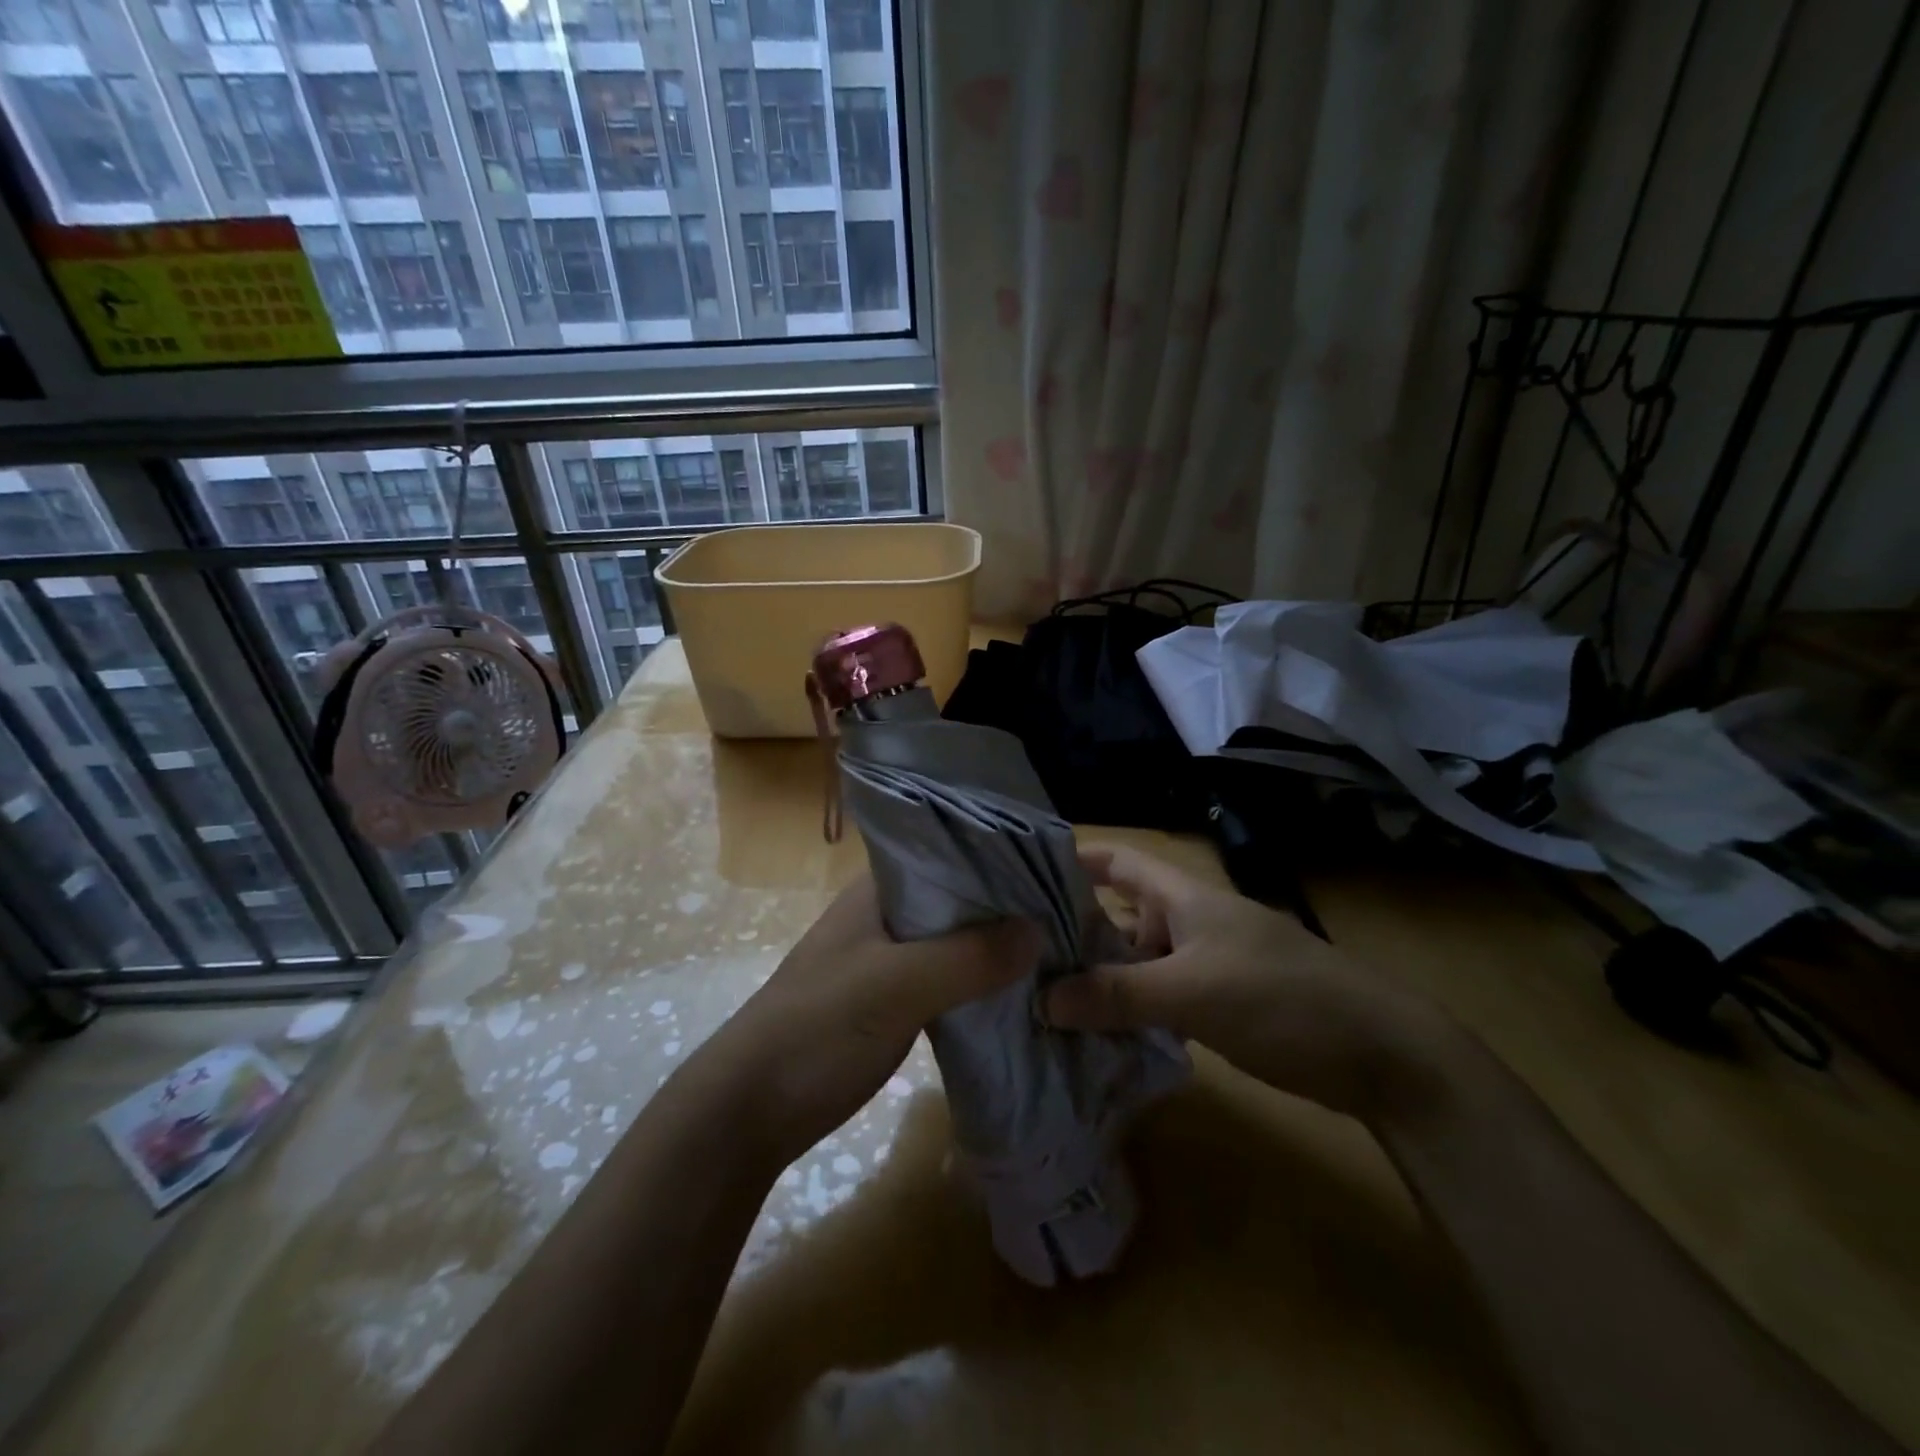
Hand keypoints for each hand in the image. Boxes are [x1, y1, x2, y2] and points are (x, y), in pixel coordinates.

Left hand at [716, 875, 1041, 1160]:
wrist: (751, 1109)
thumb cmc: (819, 1028)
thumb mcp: (897, 986)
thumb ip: (968, 956)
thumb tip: (1039, 930)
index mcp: (879, 888)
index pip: (951, 852)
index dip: (1002, 858)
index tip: (1059, 871)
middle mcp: (886, 913)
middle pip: (959, 898)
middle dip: (1008, 906)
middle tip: (1074, 914)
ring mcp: (889, 958)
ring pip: (956, 940)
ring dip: (996, 946)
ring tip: (1059, 948)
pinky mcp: (893, 1000)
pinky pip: (949, 978)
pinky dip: (980, 981)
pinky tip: (1020, 991)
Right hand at [1044, 846, 1454, 1122]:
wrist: (1380, 1055)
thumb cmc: (1282, 998)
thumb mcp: (1193, 992)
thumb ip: (1117, 994)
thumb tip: (1042, 999)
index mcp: (1181, 896)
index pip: (1115, 860)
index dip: (1071, 858)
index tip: (1017, 873)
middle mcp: (1185, 921)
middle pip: (1115, 914)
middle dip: (1068, 929)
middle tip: (1011, 951)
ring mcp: (1201, 964)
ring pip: (1133, 962)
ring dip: (1095, 977)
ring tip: (1035, 997)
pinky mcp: (1214, 1004)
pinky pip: (1154, 999)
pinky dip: (1125, 1011)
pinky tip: (1089, 1034)